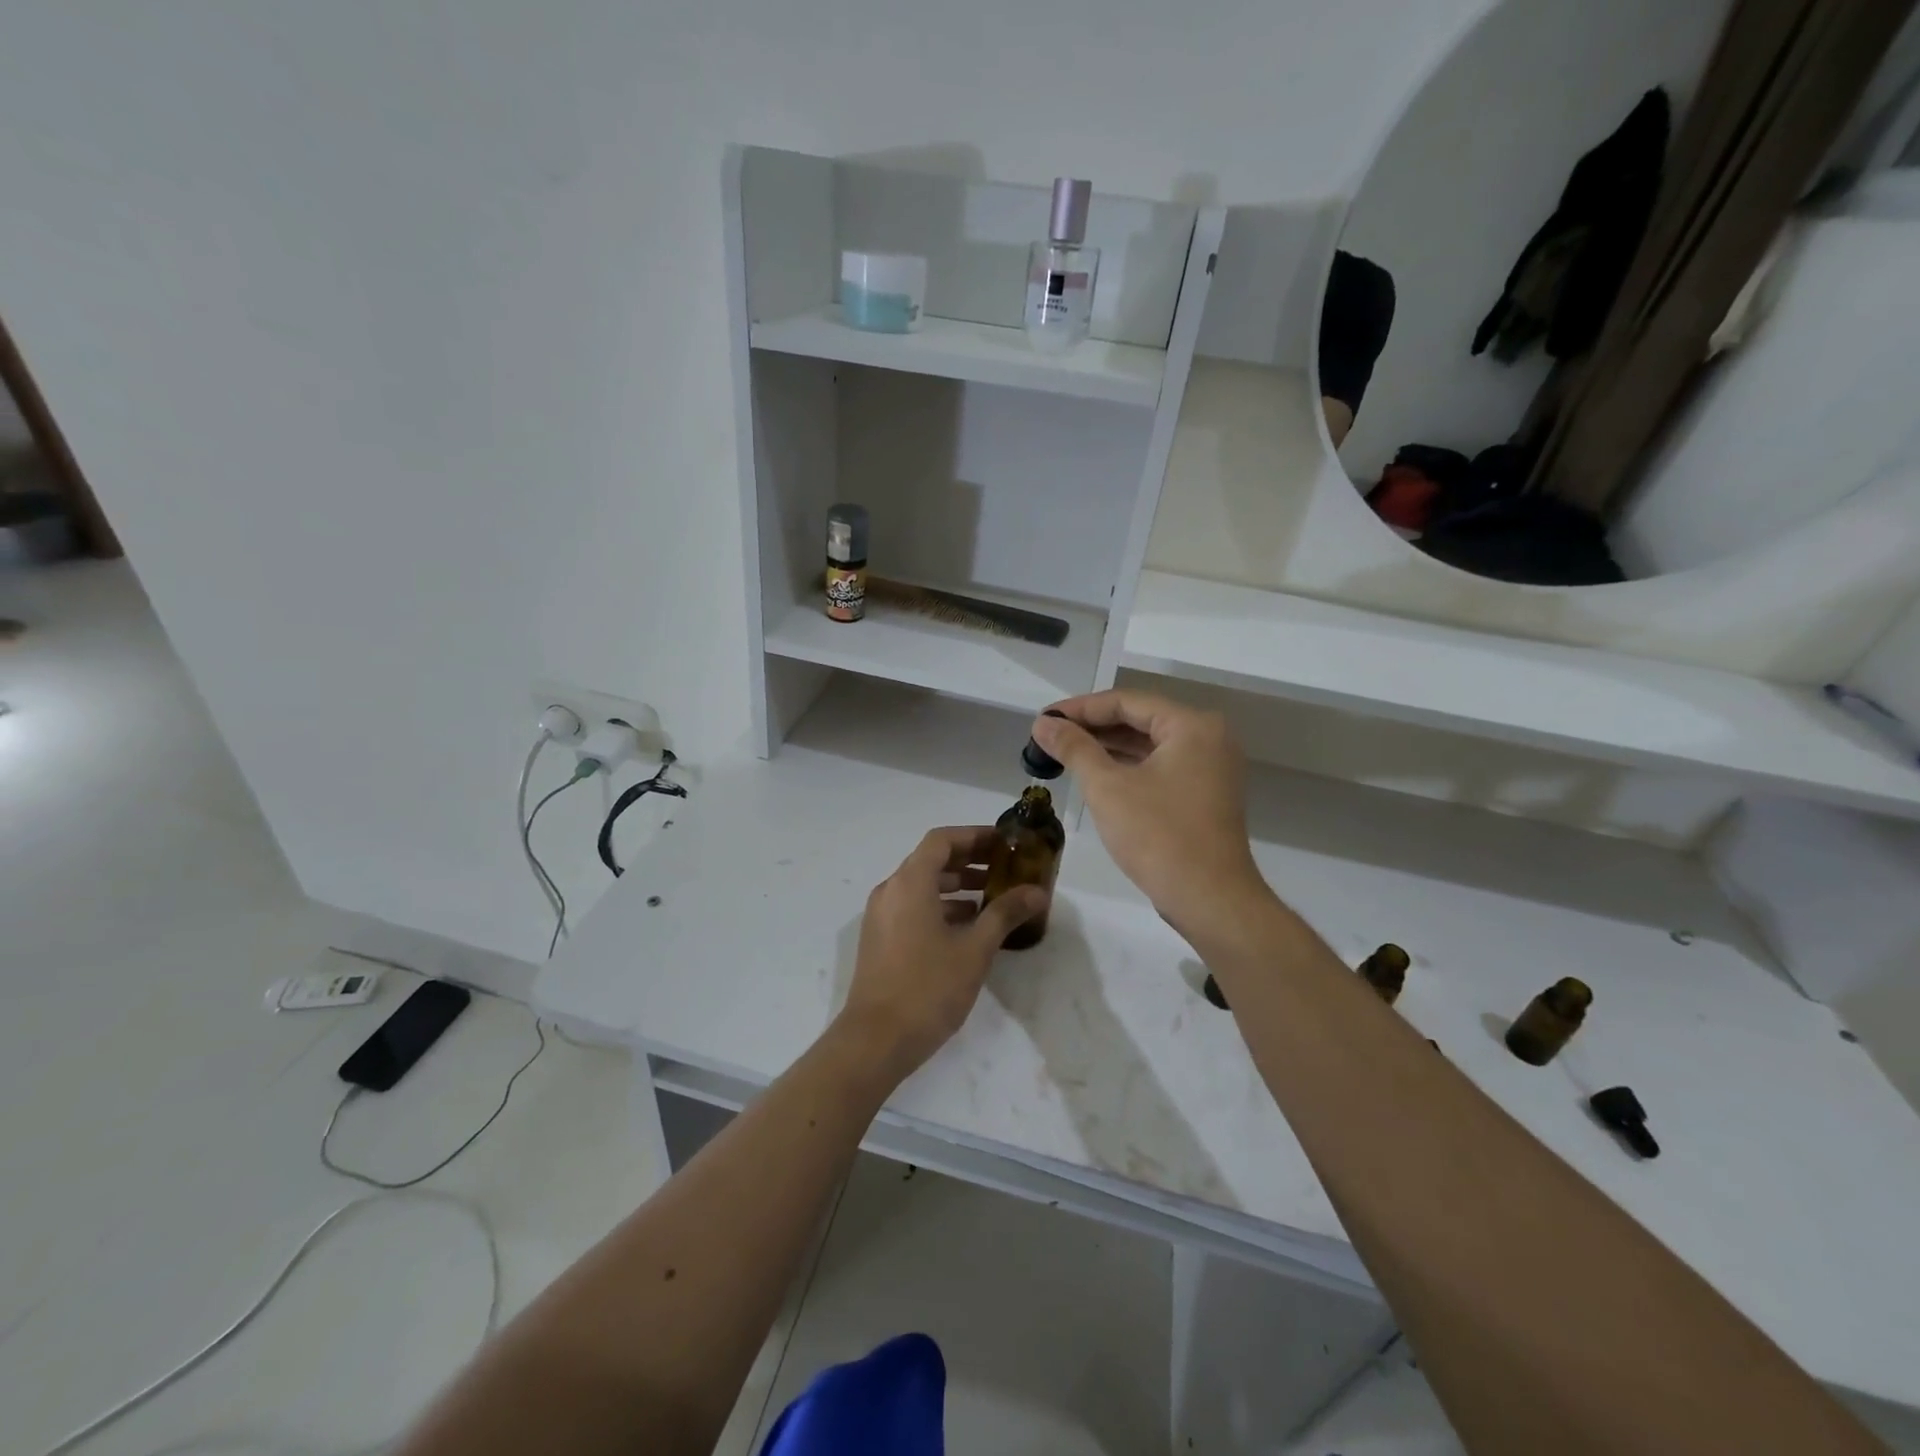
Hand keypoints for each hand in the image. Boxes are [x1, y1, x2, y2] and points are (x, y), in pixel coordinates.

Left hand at [838, 826, 1049, 1079]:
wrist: (875, 1040)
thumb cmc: (927, 987)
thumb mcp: (974, 949)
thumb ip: (1005, 914)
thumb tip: (1037, 891)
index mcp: (910, 882)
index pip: (942, 840)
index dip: (975, 836)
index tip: (1006, 843)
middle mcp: (891, 890)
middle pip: (931, 860)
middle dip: (970, 860)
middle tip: (1006, 868)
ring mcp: (881, 915)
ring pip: (922, 885)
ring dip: (957, 885)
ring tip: (994, 897)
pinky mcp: (880, 938)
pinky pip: (913, 906)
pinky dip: (941, 906)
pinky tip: (968, 927)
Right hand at [1032, 691, 1266, 934]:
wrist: (1210, 900)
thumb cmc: (1158, 836)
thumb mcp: (1107, 788)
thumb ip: (1074, 748)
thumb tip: (1042, 725)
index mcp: (1192, 726)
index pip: (1126, 701)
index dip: (1080, 708)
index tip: (1043, 720)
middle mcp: (1208, 738)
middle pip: (1140, 719)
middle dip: (1092, 727)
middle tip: (1048, 736)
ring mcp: (1210, 767)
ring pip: (1149, 744)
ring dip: (1107, 747)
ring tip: (1063, 752)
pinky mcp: (1205, 794)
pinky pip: (1160, 766)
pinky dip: (1127, 767)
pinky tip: (1094, 774)